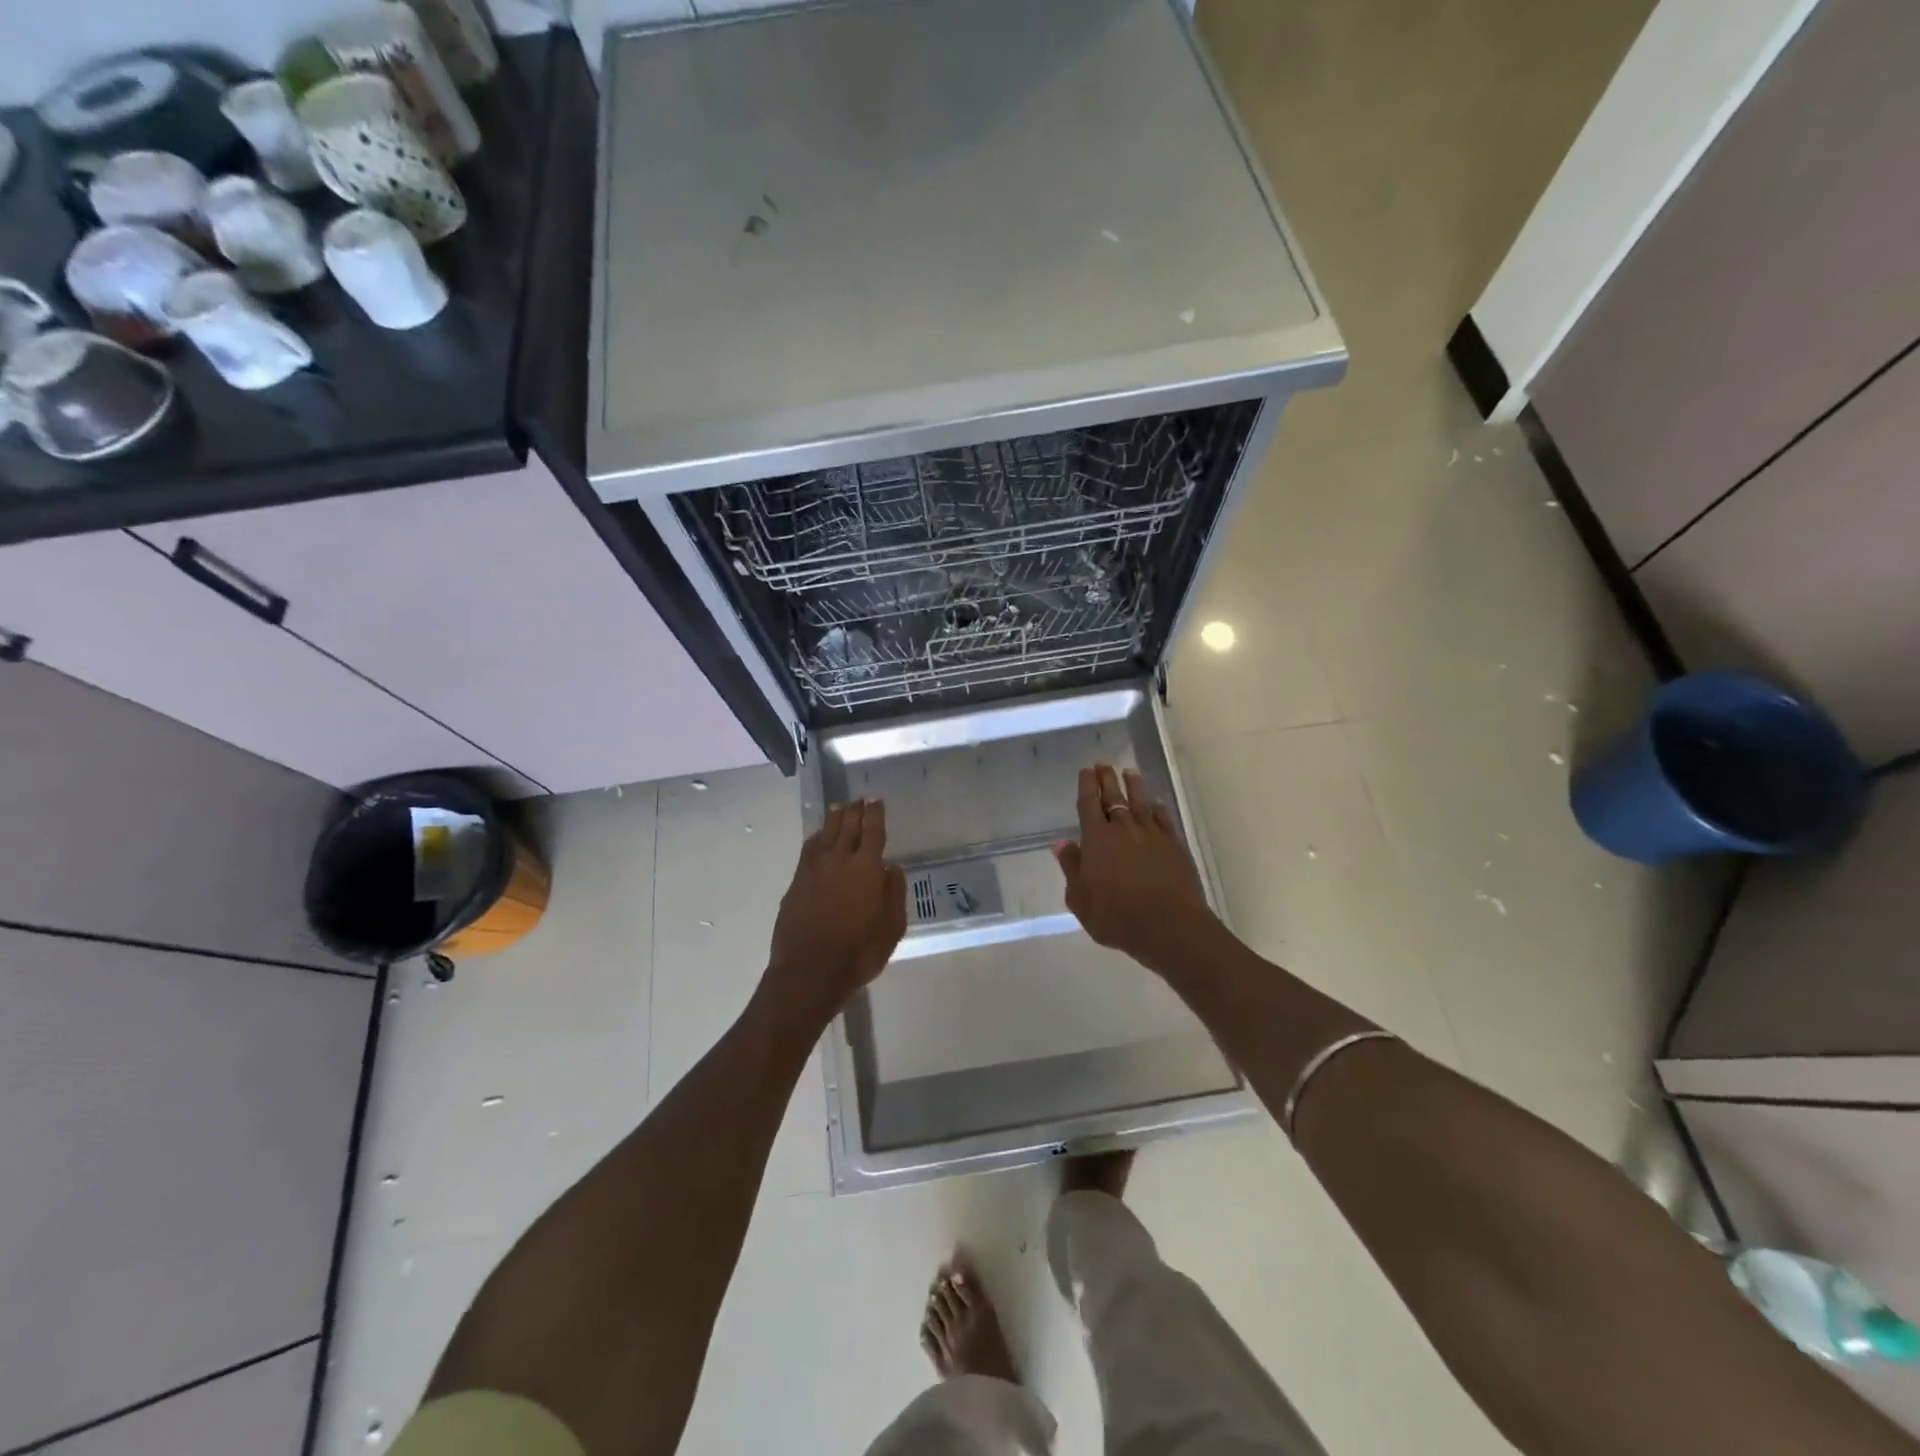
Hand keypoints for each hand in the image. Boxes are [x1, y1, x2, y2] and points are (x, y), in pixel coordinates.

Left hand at [763, 799, 906, 1027]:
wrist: (810, 972)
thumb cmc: (859, 952)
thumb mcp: (892, 927)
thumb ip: (894, 893)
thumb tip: (892, 867)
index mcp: (866, 868)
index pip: (872, 831)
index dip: (875, 814)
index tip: (876, 800)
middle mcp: (839, 860)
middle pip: (847, 827)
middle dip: (854, 811)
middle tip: (858, 799)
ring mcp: (814, 870)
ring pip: (825, 835)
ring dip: (834, 819)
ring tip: (838, 808)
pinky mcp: (797, 883)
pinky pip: (808, 850)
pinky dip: (816, 839)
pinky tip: (817, 838)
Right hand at [1054, 765, 1216, 972]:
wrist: (1169, 926)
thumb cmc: (1116, 916)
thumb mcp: (1080, 899)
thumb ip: (1071, 868)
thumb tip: (1061, 843)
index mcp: (1097, 839)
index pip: (1089, 805)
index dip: (1086, 786)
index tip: (1086, 771)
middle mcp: (1124, 830)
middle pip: (1114, 797)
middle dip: (1107, 779)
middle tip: (1104, 764)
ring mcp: (1152, 835)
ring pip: (1141, 803)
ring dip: (1134, 786)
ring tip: (1130, 772)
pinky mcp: (1174, 846)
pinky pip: (1164, 820)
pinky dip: (1159, 810)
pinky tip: (1157, 804)